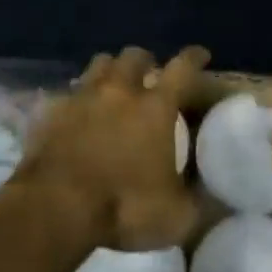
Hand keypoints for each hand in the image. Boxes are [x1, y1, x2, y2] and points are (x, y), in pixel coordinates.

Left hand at [13, 45, 204, 251]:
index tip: (201, 55)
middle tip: (149, 75)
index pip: (182, 68)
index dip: (194, 58)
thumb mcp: (176, 217)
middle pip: (134, 56)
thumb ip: (200, 203)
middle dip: (145, 61)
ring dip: (111, 69)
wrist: (55, 206)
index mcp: (155, 107)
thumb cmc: (123, 206)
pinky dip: (78, 97)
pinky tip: (79, 111)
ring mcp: (83, 96)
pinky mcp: (53, 110)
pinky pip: (69, 92)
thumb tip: (218, 197)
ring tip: (114, 85)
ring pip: (100, 64)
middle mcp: (120, 90)